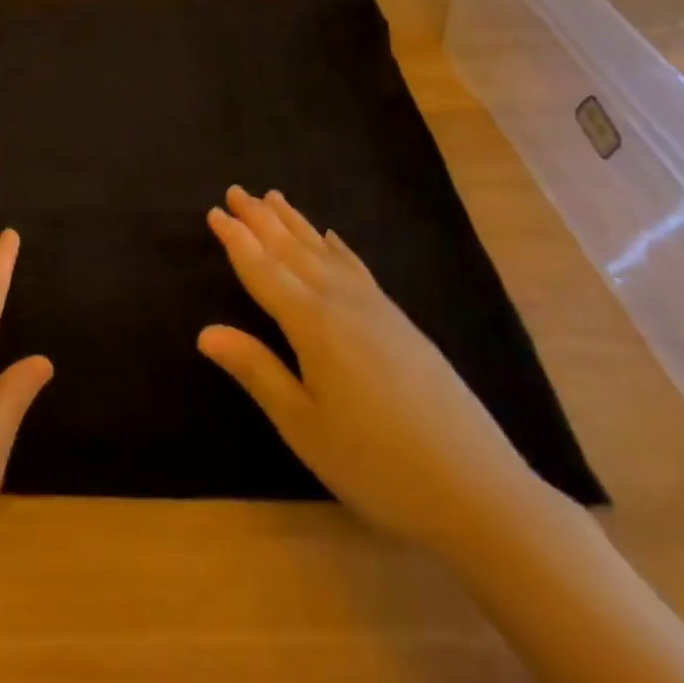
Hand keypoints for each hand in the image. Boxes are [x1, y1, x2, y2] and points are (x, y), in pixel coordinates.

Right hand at [199, 186, 545, 551]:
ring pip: (324, 252)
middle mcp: (341, 302)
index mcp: (312, 324)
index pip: (263, 270)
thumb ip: (256, 371)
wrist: (478, 491)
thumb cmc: (377, 464)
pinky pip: (358, 268)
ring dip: (295, 224)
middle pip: (292, 250)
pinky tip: (332, 239)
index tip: (214, 211)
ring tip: (274, 197)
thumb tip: (205, 331)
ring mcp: (376, 309)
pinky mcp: (402, 323)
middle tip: (236, 191)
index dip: (236, 240)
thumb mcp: (304, 426)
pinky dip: (339, 248)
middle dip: (261, 219)